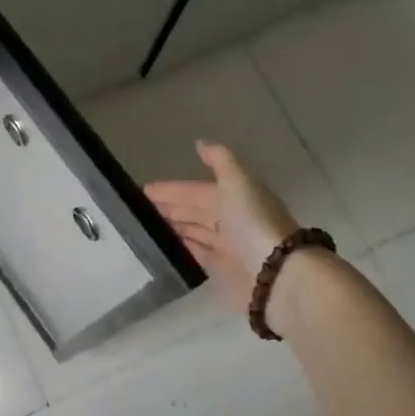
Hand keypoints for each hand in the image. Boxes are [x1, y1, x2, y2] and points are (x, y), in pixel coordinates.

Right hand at [145, 141, 299, 313]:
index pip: (196, 190)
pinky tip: (163, 247)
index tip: (143, 191)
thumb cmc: (253, 222)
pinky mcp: (221, 271)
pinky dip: (181, 249)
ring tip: (145, 227)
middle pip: (194, 211)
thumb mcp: (238, 181)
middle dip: (169, 208)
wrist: (275, 273)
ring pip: (193, 232)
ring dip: (173, 228)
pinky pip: (196, 255)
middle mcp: (231, 220)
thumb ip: (220, 161)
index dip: (171, 189)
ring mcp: (226, 246)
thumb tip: (200, 142)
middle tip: (138, 210)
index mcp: (235, 196)